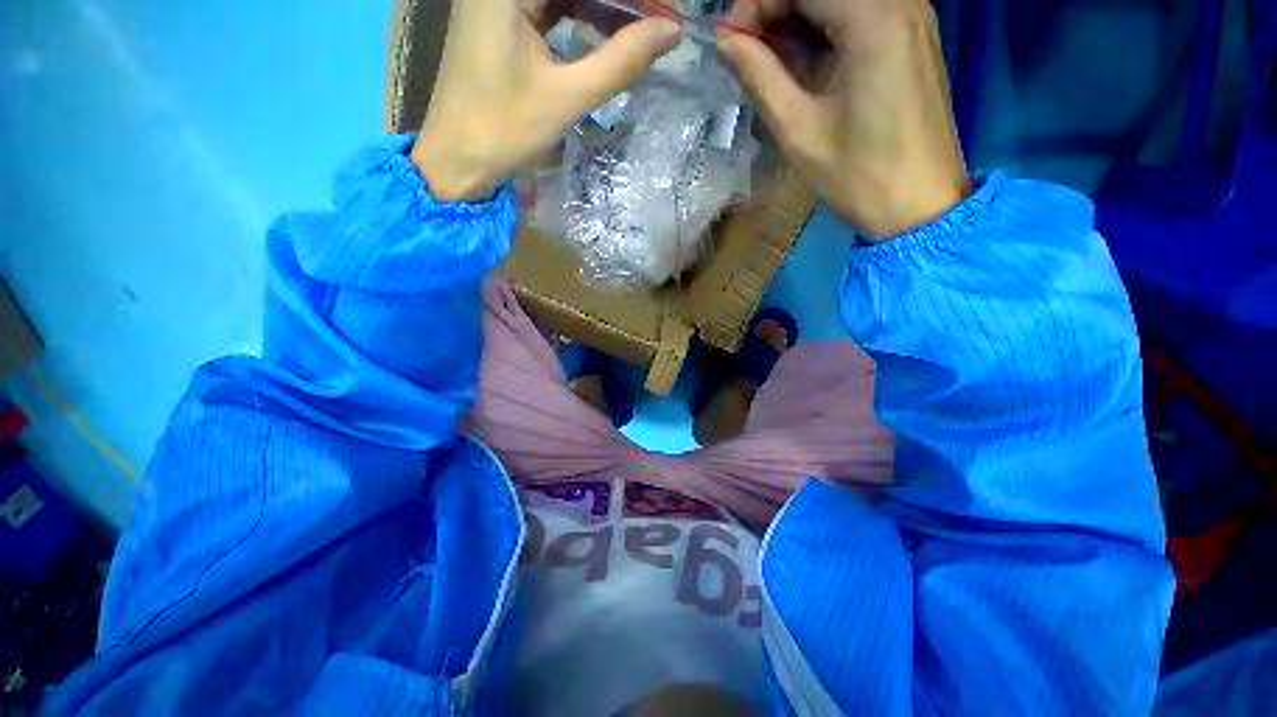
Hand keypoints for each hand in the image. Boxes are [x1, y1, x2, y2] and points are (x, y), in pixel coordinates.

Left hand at [412, 0, 680, 201]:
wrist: (456, 160)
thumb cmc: (504, 130)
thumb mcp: (567, 97)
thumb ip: (620, 60)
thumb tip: (671, 32)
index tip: (664, 10)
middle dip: (618, 1)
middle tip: (657, 20)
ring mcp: (497, 2)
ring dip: (603, 6)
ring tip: (641, 28)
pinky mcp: (500, 23)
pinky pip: (549, 8)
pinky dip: (580, 18)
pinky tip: (608, 33)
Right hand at [719, 0, 968, 240]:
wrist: (918, 207)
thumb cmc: (857, 175)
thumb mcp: (799, 129)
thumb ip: (760, 75)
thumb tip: (726, 42)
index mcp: (873, 17)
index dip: (756, 6)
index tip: (730, 44)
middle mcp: (899, 2)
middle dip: (775, 11)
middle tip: (745, 55)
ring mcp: (911, 17)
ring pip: (838, 1)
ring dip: (796, 22)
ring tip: (767, 65)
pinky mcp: (911, 39)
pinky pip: (858, 17)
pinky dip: (823, 32)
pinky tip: (801, 65)